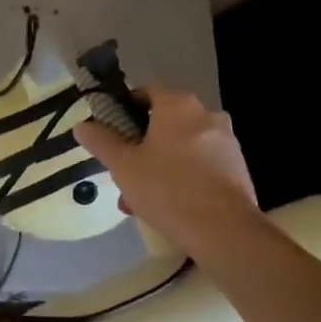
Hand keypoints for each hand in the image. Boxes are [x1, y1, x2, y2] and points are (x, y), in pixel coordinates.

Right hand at [74, 87, 258, 250]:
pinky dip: (183, 178)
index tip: (112, 133)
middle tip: (124, 175)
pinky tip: (169, 208)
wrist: (225, 230)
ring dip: (160, 167)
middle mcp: (206, 114)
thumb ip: (101, 142)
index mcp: (178, 105)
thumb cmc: (168, 189)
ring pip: (182, 148)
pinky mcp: (238, 167)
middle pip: (164, 123)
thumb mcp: (123, 166)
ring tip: (140, 202)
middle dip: (141, 148)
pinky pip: (201, 165)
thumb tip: (82, 125)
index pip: (147, 92)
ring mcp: (226, 141)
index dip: (126, 109)